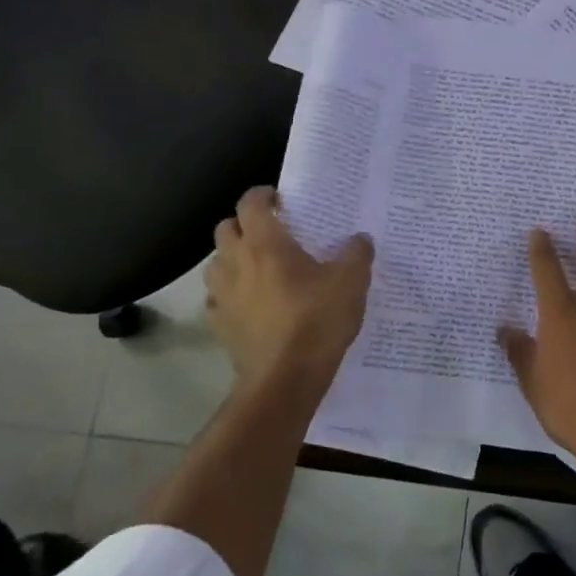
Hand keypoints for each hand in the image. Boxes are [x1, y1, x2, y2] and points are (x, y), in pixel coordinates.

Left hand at [207, 187, 373, 391]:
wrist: (285, 380)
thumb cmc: (317, 321)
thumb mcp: (351, 283)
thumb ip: (356, 254)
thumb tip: (359, 239)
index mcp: (266, 244)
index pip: (251, 203)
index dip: (263, 195)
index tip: (281, 199)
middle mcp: (236, 262)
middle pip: (226, 228)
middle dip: (244, 225)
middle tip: (271, 233)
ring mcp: (222, 295)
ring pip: (216, 262)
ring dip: (233, 258)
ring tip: (259, 268)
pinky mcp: (219, 324)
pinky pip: (217, 298)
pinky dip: (230, 293)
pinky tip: (251, 303)